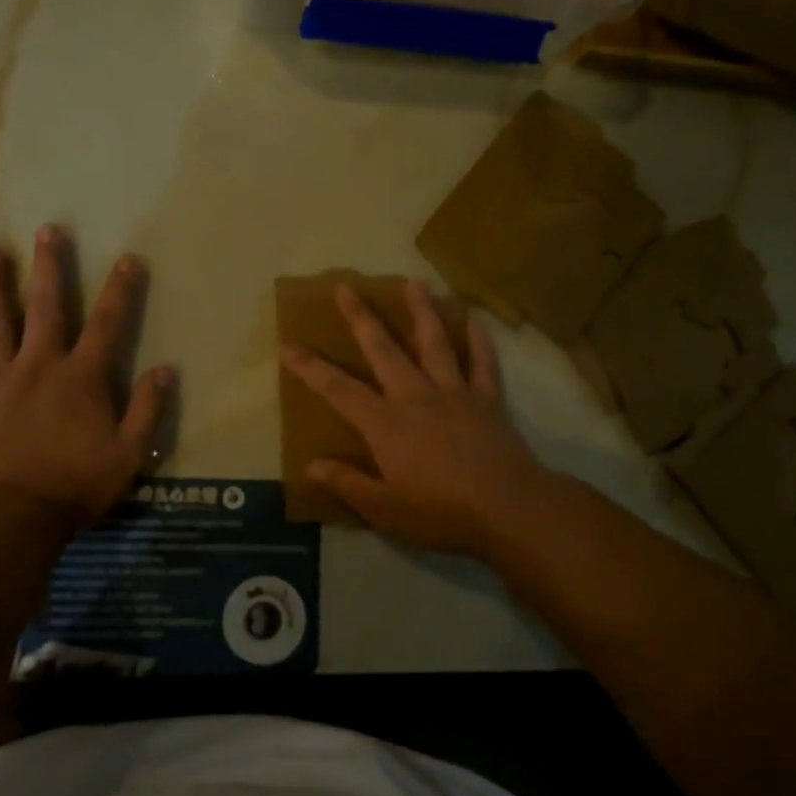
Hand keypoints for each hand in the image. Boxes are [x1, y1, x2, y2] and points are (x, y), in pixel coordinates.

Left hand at [0, 226, 172, 526]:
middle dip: (49, 266)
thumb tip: (165, 369)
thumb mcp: (129, 453)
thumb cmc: (75, 485)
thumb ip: (147, 409)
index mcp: (81, 377)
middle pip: (46, 306)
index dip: (120, 290)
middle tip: (47, 230)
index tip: (127, 258)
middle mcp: (39, 364)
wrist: (13, 516)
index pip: (107, 323)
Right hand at [278, 282, 550, 563]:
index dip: (309, 367)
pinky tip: (475, 319)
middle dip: (360, 317)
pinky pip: (482, 363)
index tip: (286, 345)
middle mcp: (415, 396)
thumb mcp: (383, 510)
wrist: (508, 510)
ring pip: (434, 342)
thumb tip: (310, 465)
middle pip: (383, 349)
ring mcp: (454, 393)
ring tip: (412, 282)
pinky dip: (479, 341)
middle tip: (346, 286)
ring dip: (422, 310)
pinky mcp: (487, 400)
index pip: (337, 389)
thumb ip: (347, 484)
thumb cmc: (440, 513)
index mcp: (384, 422)